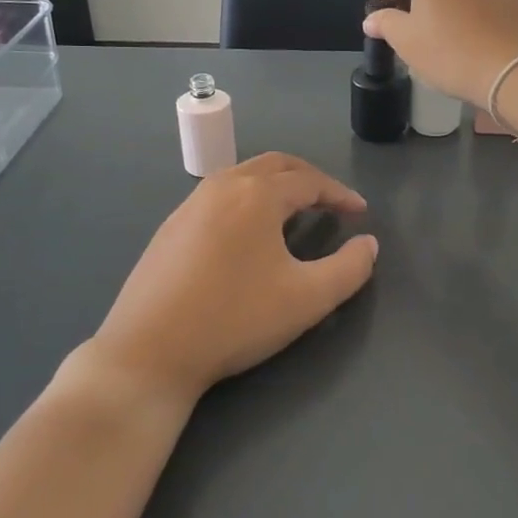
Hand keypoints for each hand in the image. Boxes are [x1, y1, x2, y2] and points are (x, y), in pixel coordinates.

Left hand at [86, 154, 377, 406]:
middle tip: (331, 202)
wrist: (148, 352)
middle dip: (308, 178)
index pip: (309, 181)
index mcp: (257, 195)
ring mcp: (190, 205)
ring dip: (275, 186)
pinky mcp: (170, 228)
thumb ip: (349, 269)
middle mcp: (222, 187)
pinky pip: (219, 197)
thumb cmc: (235, 320)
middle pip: (275, 165)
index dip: (340, 194)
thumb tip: (369, 244)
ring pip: (243, 177)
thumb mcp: (307, 299)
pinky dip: (247, 201)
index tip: (360, 213)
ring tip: (294, 214)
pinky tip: (248, 236)